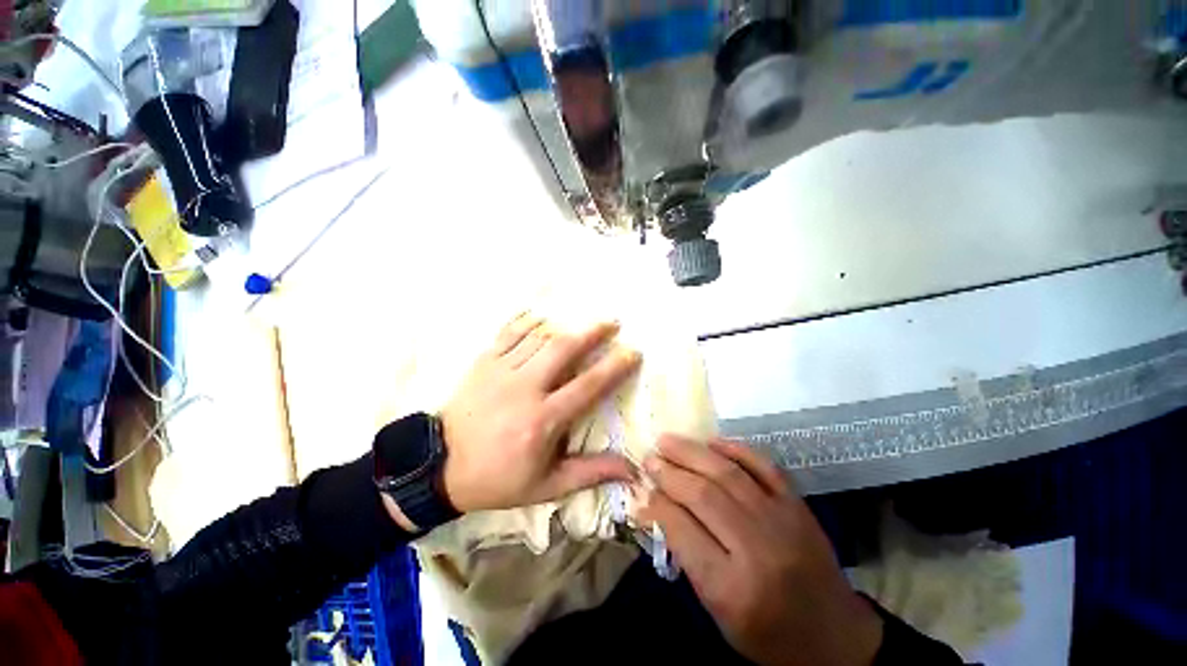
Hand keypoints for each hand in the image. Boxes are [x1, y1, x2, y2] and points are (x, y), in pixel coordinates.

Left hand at [438, 314, 641, 513]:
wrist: (438, 466)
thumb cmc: (497, 478)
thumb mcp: (546, 486)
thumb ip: (590, 473)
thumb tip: (631, 469)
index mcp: (542, 420)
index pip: (587, 386)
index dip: (614, 367)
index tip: (632, 352)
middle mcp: (524, 388)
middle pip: (563, 349)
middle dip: (592, 332)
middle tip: (612, 322)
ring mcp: (501, 371)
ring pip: (539, 337)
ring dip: (565, 327)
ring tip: (583, 323)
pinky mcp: (483, 362)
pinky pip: (509, 332)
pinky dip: (528, 321)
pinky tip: (542, 317)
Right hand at [637, 435, 883, 665]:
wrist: (834, 638)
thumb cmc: (767, 633)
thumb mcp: (717, 610)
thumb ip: (686, 555)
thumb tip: (655, 508)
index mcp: (733, 588)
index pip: (683, 530)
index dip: (657, 504)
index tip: (642, 488)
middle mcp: (758, 549)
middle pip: (703, 496)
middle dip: (670, 473)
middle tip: (650, 458)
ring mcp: (782, 521)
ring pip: (728, 474)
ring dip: (693, 453)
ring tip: (668, 441)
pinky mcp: (798, 506)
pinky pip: (764, 466)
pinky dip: (736, 449)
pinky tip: (712, 442)